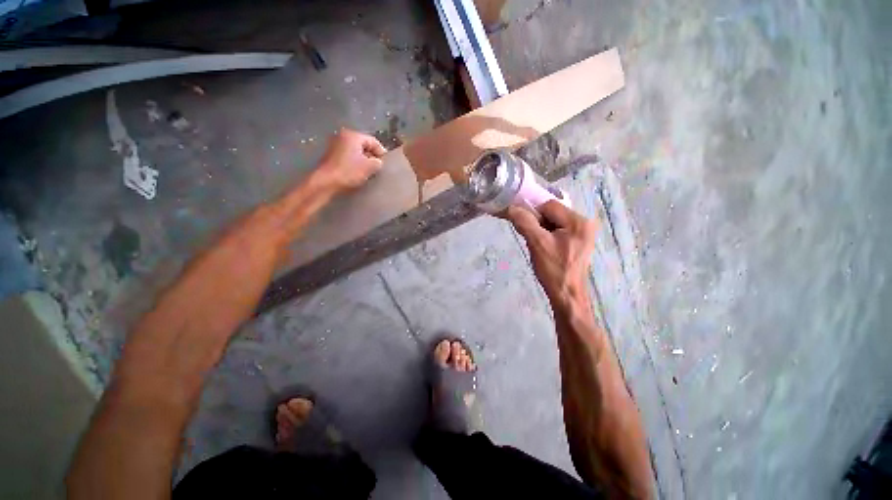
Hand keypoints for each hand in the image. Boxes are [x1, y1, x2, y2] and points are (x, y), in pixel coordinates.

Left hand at [316, 128, 386, 190]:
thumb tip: (378, 161)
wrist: (326, 182)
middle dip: (371, 156)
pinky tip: (357, 172)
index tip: (385, 163)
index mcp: (353, 136)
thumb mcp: (370, 167)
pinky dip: (354, 162)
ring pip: (355, 151)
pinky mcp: (330, 155)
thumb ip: (378, 162)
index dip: (381, 152)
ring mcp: (334, 145)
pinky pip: (347, 156)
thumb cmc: (349, 172)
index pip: (373, 141)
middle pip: (363, 145)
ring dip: (363, 160)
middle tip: (378, 168)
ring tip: (368, 172)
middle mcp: (342, 136)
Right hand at [504, 201, 596, 304]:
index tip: (526, 229)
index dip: (533, 214)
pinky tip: (545, 249)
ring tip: (539, 246)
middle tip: (533, 240)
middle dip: (538, 223)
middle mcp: (584, 223)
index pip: (548, 205)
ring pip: (553, 222)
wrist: (566, 295)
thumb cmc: (554, 270)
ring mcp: (582, 233)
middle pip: (552, 213)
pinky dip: (547, 236)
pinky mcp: (578, 242)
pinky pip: (558, 230)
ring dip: (541, 230)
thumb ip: (524, 222)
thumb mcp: (537, 244)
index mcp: (578, 221)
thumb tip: (511, 208)